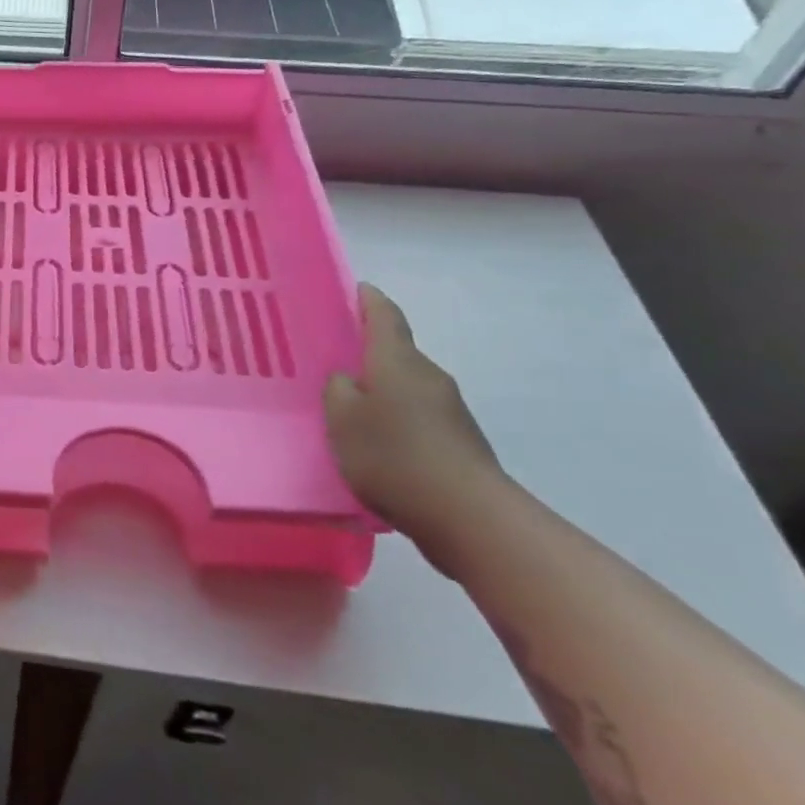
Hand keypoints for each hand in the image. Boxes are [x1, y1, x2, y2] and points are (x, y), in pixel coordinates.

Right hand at [325, 283, 504, 561]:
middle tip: (336, 361)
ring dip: (383, 391)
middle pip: (397, 353)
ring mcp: (450, 410)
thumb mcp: (342, 419)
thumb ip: (337, 390)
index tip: (358, 289)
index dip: (370, 300)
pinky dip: (397, 421)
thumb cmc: (393, 455)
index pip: (385, 316)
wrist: (468, 516)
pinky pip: (418, 418)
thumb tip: (348, 379)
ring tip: (351, 409)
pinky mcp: (459, 442)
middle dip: (369, 353)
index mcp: (397, 361)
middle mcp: (428, 376)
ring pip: (407, 387)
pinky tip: (378, 445)